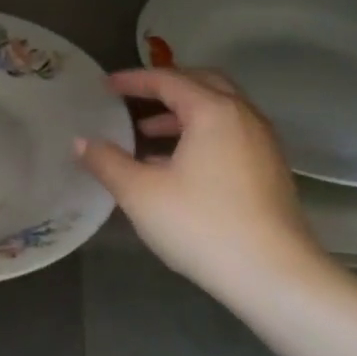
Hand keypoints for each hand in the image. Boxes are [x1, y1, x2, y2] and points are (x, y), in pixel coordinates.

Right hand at [77, 68, 329, 309]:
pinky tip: (178, 165)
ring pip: (220, 110)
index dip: (133, 80)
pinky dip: (202, 133)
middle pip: (202, 83)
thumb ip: (107, 162)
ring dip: (183, 113)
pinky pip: (230, 133)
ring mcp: (263, 143)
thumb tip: (81, 142)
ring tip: (147, 135)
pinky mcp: (270, 169)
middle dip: (165, 87)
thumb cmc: (202, 225)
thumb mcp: (141, 193)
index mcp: (213, 111)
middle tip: (133, 99)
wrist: (274, 275)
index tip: (105, 86)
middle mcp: (243, 116)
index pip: (168, 80)